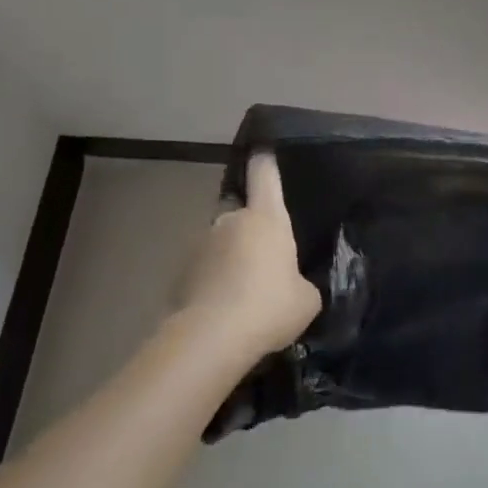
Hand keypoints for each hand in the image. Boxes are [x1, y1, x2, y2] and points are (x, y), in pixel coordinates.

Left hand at [174, 153, 321, 367]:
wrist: (212, 337)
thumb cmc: (269, 306)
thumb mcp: (306, 299)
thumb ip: (302, 282)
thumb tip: (292, 284)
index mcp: (266, 218)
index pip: (265, 175)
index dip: (266, 161)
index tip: (263, 150)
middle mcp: (231, 220)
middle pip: (242, 213)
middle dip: (251, 230)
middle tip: (266, 259)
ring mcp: (201, 244)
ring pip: (221, 243)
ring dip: (231, 258)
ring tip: (245, 292)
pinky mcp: (181, 271)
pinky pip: (205, 270)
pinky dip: (214, 282)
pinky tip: (225, 309)